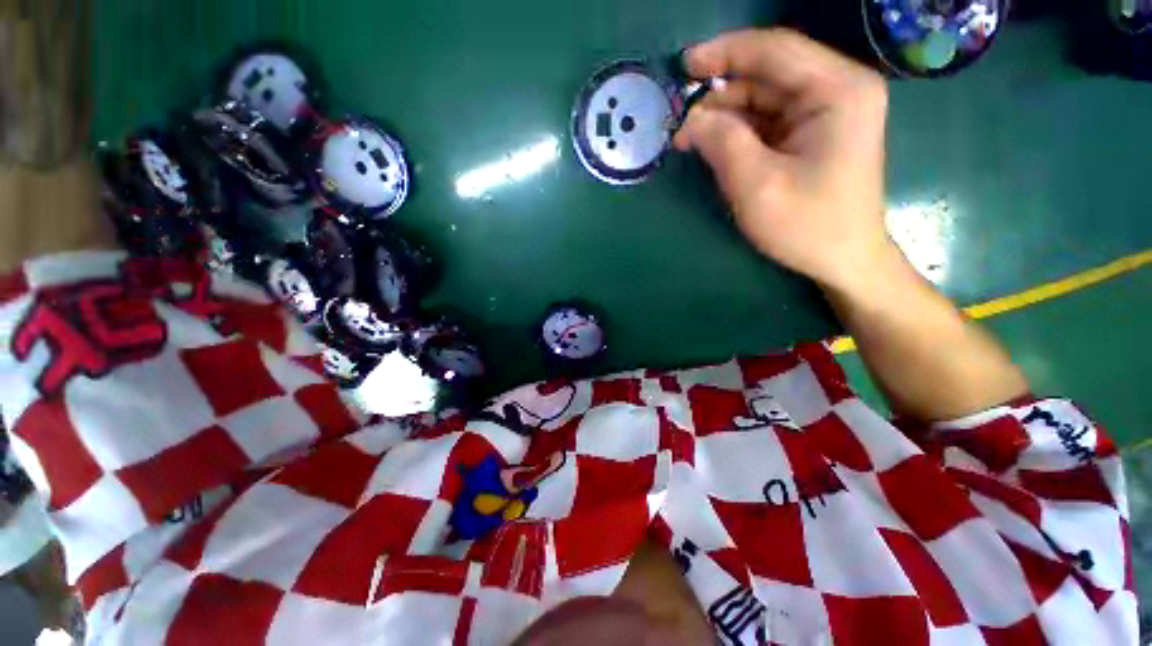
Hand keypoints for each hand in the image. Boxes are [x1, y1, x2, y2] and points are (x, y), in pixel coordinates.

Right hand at [675, 29, 895, 292]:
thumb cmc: (806, 226)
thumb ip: (722, 143)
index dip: (725, 52)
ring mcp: (829, 111)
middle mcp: (839, 89)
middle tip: (682, 123)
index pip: (775, 51)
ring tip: (692, 141)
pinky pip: (770, 119)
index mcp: (838, 90)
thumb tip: (691, 119)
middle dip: (721, 94)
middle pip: (769, 73)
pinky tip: (716, 147)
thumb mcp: (757, 186)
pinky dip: (739, 130)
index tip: (684, 65)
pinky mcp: (816, 133)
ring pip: (766, 97)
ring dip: (726, 115)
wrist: (843, 260)